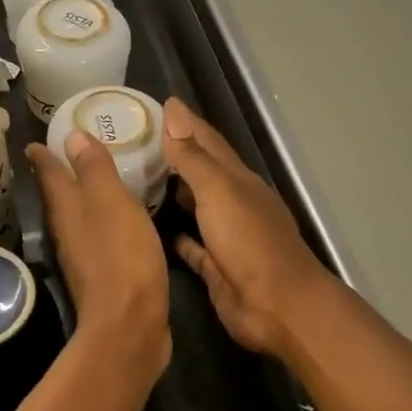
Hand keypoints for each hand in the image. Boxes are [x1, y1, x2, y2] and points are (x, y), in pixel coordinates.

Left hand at [27, 129, 170, 382]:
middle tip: (64, 153)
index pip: (50, 175)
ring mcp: (85, 257)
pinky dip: (104, 222)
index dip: (44, 156)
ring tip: (92, 182)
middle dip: (59, 175)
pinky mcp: (104, 276)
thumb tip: (71, 136)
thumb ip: (94, 170)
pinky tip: (117, 220)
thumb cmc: (121, 258)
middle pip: (59, 198)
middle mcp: (70, 233)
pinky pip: (100, 238)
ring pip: (78, 219)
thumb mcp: (111, 204)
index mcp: (67, 211)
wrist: (130, 325)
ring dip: (81, 199)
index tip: (34, 140)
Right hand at [161, 98, 333, 360]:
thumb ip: (193, 156)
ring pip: (196, 208)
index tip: (155, 105)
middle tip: (134, 142)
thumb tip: (174, 110)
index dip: (184, 124)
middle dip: (174, 156)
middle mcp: (233, 203)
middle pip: (201, 173)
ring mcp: (227, 237)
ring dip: (174, 194)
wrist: (276, 305)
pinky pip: (193, 247)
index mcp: (238, 180)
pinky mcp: (217, 268)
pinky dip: (177, 236)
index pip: (207, 142)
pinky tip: (154, 230)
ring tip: (137, 180)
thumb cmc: (249, 242)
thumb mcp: (219, 191)